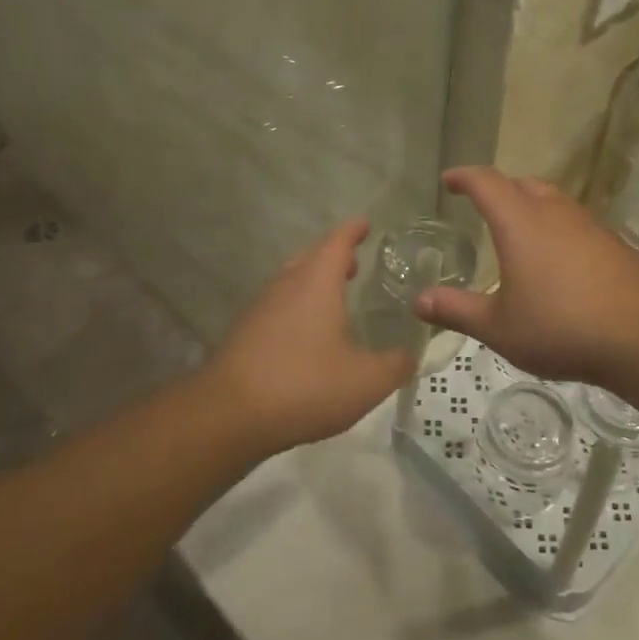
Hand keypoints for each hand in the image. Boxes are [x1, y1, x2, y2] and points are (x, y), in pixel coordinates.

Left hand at [202, 219, 414, 453]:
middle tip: (354, 262)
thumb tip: (411, 355)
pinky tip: (305, 336)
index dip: (353, 231)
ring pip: (289, 282)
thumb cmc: (304, 385)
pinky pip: (276, 308)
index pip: (337, 242)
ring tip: (333, 298)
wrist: (227, 416)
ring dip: (312, 282)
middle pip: (310, 257)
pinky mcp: (243, 335)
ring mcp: (259, 309)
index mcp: (316, 283)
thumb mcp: (366, 381)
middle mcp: (285, 286)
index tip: (365, 223)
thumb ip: (395, 364)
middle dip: (332, 255)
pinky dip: (295, 309)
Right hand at [413, 168, 638, 387]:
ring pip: (552, 200)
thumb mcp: (499, 326)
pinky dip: (555, 228)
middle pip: (521, 184)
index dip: (464, 177)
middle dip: (498, 189)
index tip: (449, 180)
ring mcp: (588, 225)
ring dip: (530, 206)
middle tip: (482, 206)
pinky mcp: (612, 243)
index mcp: (520, 222)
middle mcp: (554, 212)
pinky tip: (557, 260)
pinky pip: (574, 222)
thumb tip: (418, 301)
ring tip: (517, 233)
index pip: (486, 182)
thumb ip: (457, 310)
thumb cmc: (561, 326)